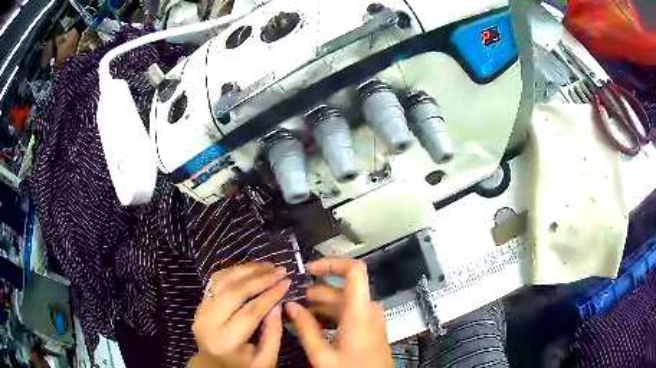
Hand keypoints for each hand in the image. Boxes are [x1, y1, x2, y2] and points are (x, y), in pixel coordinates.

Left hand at [190, 263, 290, 367]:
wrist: (213, 365)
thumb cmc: (243, 366)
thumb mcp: (265, 359)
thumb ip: (273, 333)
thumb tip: (278, 304)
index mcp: (227, 341)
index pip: (250, 312)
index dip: (270, 295)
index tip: (287, 282)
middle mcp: (209, 322)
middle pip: (233, 292)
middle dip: (259, 278)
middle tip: (280, 270)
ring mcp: (201, 311)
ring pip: (221, 281)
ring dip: (246, 270)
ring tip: (268, 266)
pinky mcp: (200, 304)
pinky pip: (214, 282)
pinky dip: (232, 272)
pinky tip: (249, 269)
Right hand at [285, 258, 392, 367]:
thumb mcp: (322, 354)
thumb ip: (305, 328)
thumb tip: (289, 306)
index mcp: (359, 311)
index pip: (354, 270)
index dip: (332, 263)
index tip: (308, 270)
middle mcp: (369, 309)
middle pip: (341, 290)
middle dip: (315, 294)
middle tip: (292, 304)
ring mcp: (372, 318)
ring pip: (344, 302)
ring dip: (321, 307)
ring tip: (299, 317)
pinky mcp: (371, 326)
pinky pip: (350, 313)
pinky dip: (332, 315)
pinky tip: (315, 326)